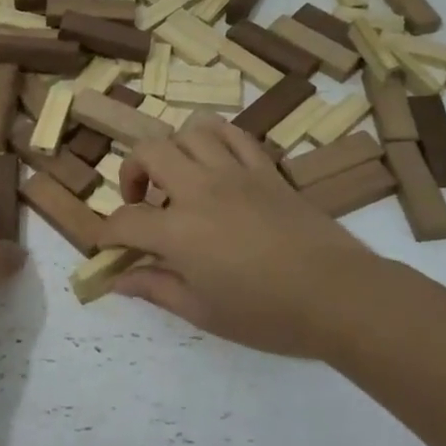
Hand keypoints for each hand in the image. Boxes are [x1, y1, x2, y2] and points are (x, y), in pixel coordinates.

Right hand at [96, 116, 383, 358]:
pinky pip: (234, 135)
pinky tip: (214, 164)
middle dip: (131, 172)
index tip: (108, 247)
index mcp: (179, 231)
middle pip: (149, 151)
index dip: (107, 234)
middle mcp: (200, 189)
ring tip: (178, 178)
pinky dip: (215, 140)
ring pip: (191, 131)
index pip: (125, 221)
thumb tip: (118, 280)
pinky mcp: (266, 169)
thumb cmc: (267, 314)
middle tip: (141, 202)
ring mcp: (235, 173)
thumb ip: (156, 288)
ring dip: (173, 150)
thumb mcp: (203, 311)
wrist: (338, 295)